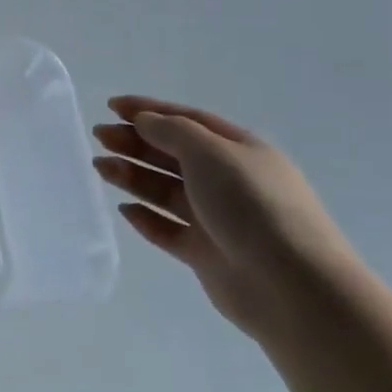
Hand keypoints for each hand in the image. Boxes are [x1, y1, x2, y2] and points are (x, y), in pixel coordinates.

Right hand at [92, 97, 362, 336]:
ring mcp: (217, 219)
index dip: (149, 110)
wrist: (291, 285)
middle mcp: (228, 181)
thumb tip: (145, 121)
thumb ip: (172, 132)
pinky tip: (124, 209)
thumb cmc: (252, 205)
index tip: (112, 106)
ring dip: (133, 176)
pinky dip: (145, 218)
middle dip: (135, 142)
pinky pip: (168, 230)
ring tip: (101, 167)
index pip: (188, 121)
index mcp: (238, 150)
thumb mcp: (211, 153)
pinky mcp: (205, 254)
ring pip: (166, 191)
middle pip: (173, 154)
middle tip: (99, 136)